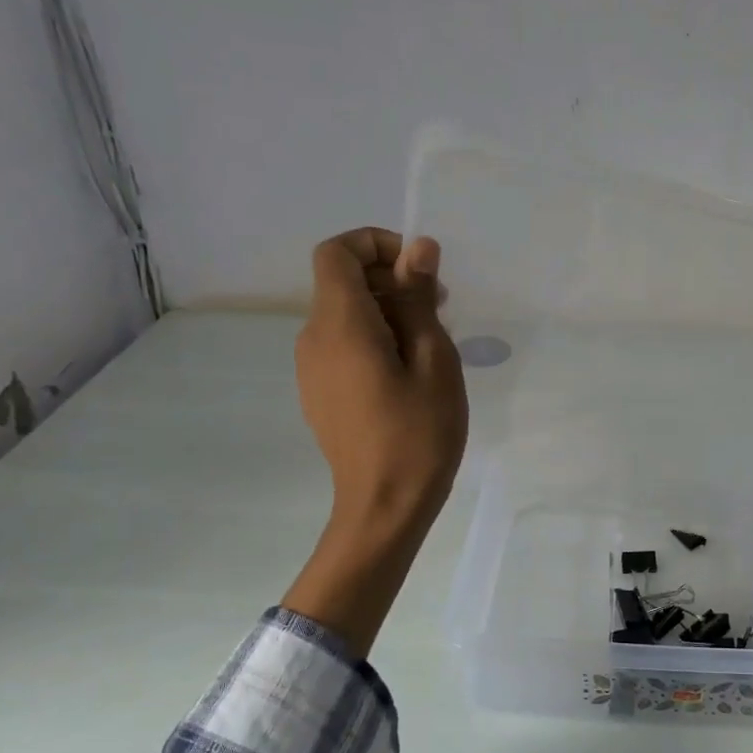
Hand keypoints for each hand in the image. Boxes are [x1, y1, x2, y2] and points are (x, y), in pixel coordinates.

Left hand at [296, 227, 467, 540]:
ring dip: (386, 311)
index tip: (418, 270)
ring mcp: (311, 369)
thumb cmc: (418, 433)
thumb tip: (418, 247)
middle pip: (341, 282)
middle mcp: (314, 339)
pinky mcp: (319, 393)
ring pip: (344, 315)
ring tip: (430, 348)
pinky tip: (406, 376)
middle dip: (390, 279)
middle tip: (441, 310)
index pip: (336, 252)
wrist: (384, 507)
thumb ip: (419, 299)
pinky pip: (341, 345)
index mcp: (340, 324)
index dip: (375, 244)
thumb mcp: (432, 360)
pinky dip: (373, 339)